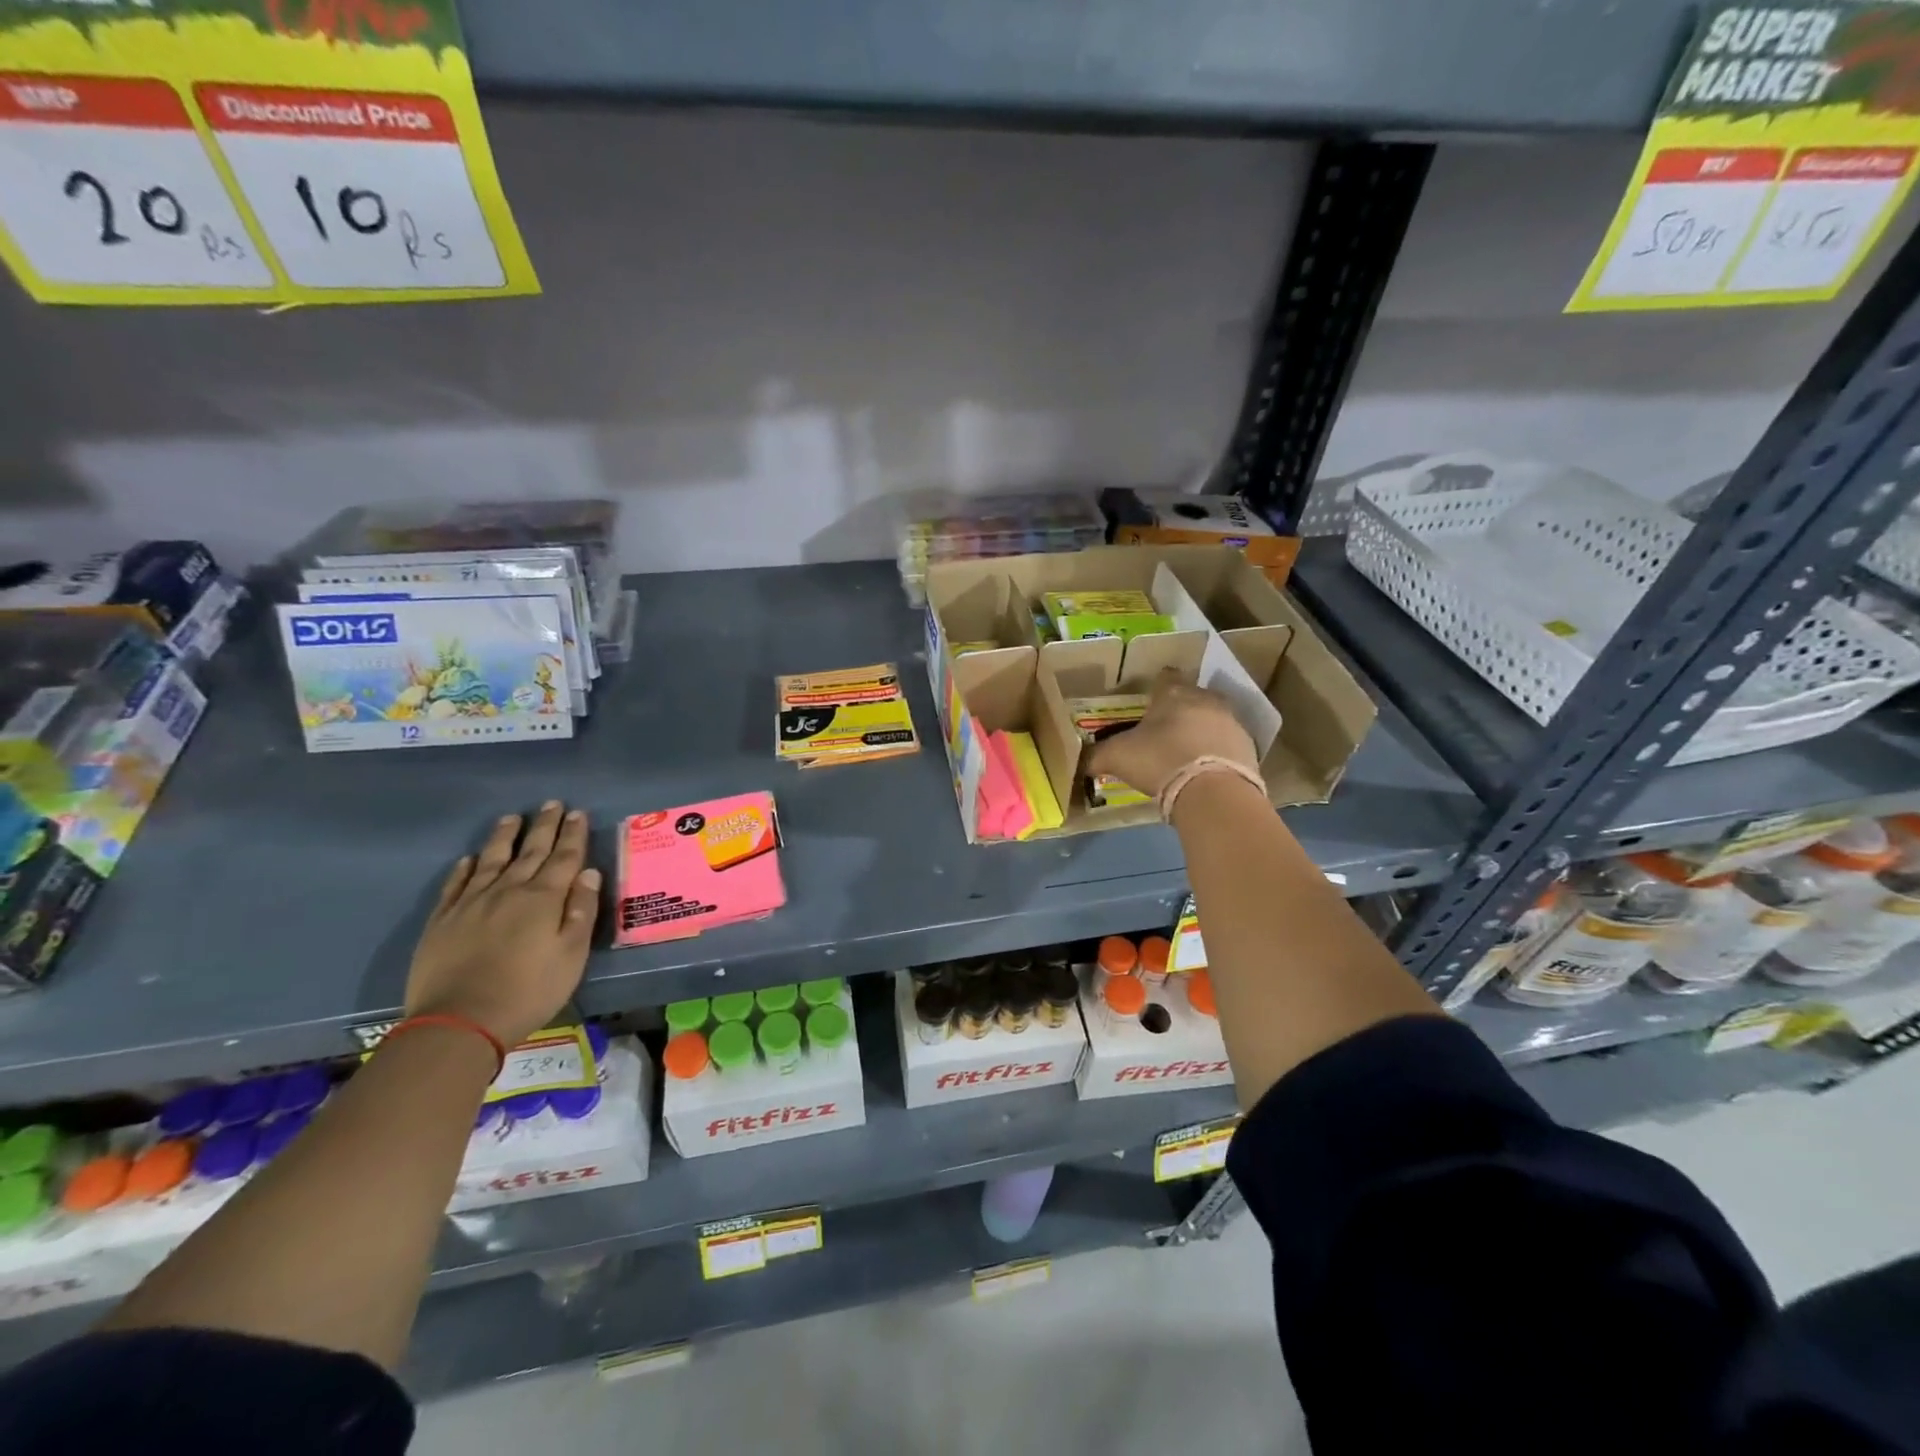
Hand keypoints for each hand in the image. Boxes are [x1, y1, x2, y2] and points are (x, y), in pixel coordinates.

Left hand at [404, 802, 600, 1046]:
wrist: (459, 1022)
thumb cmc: (529, 990)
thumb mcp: (572, 954)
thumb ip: (581, 910)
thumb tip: (589, 872)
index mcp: (544, 898)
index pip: (564, 857)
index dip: (573, 834)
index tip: (578, 812)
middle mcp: (508, 890)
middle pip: (530, 851)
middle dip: (544, 826)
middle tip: (552, 804)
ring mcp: (471, 903)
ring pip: (491, 860)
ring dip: (504, 837)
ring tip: (512, 818)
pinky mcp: (442, 921)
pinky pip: (455, 885)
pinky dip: (464, 868)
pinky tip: (468, 859)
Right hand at [1087, 671, 1257, 798]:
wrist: (1212, 791)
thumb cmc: (1159, 760)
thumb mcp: (1117, 757)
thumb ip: (1096, 756)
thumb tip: (1080, 760)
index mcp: (1173, 693)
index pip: (1165, 677)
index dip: (1155, 687)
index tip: (1147, 701)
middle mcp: (1205, 699)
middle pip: (1191, 696)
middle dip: (1180, 708)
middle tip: (1164, 728)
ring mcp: (1231, 721)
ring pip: (1212, 718)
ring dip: (1201, 730)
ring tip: (1185, 752)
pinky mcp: (1247, 747)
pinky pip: (1227, 743)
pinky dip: (1216, 752)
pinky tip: (1204, 769)